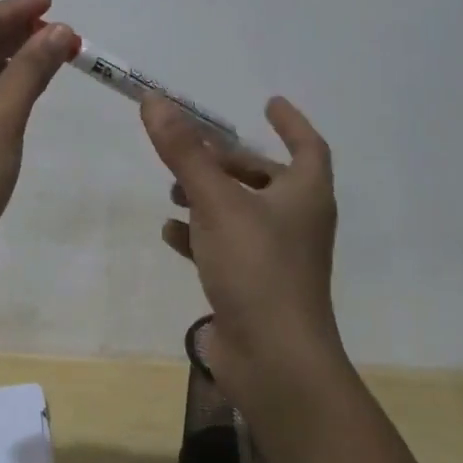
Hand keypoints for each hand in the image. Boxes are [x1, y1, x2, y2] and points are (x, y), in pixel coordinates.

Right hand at [142, 95, 344, 406]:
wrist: (275, 363)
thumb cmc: (257, 267)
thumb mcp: (216, 201)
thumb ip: (183, 151)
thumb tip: (154, 100)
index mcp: (304, 196)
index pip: (308, 146)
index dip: (290, 122)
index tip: (268, 103)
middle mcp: (296, 223)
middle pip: (266, 178)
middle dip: (229, 161)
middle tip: (193, 150)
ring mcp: (276, 259)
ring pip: (242, 213)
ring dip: (209, 196)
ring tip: (172, 188)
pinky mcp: (254, 288)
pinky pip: (224, 248)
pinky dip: (199, 235)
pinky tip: (169, 232)